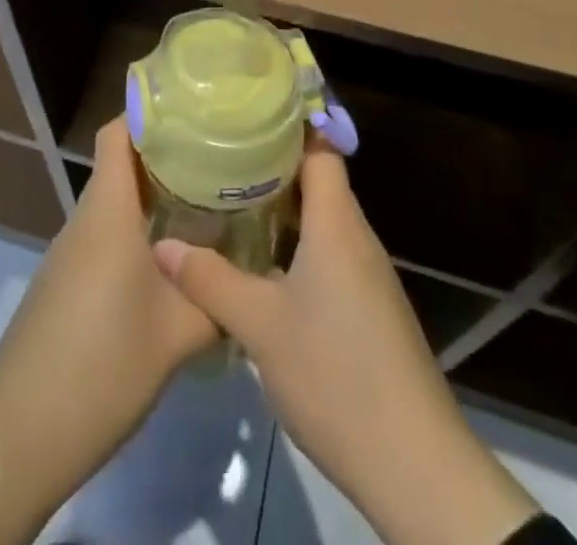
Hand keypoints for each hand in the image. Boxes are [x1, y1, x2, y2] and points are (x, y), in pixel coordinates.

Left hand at [0, 118, 216, 544]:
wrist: (21, 432)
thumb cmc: (102, 365)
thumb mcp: (177, 334)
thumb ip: (216, 299)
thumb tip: (248, 279)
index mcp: (107, 211)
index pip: (118, 133)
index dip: (151, 114)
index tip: (195, 111)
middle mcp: (85, 220)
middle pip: (121, 165)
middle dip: (167, 157)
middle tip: (218, 160)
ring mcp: (70, 252)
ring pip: (114, 204)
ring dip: (153, 199)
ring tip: (205, 204)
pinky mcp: (64, 282)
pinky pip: (104, 237)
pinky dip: (136, 232)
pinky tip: (169, 261)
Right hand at [154, 144, 539, 544]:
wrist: (414, 464)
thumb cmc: (336, 374)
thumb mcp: (259, 326)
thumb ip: (210, 280)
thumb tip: (162, 245)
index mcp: (337, 224)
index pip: (319, 150)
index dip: (287, 126)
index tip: (247, 112)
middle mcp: (357, 239)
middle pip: (318, 182)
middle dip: (271, 168)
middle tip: (221, 156)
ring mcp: (367, 277)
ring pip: (322, 223)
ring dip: (282, 212)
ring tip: (230, 202)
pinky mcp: (369, 310)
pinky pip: (329, 256)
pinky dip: (296, 247)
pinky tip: (261, 265)